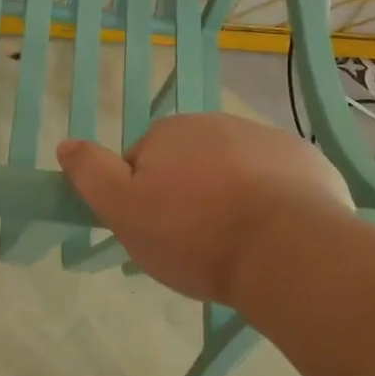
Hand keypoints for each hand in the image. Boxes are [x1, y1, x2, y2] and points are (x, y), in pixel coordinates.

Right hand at [56, 113, 353, 303]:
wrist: (289, 252)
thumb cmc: (195, 234)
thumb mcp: (125, 211)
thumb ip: (91, 174)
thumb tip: (66, 143)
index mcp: (171, 131)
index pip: (142, 161)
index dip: (143, 198)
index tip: (156, 232)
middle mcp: (218, 123)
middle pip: (189, 162)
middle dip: (188, 194)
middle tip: (194, 243)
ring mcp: (268, 139)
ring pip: (234, 170)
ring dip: (229, 196)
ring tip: (236, 243)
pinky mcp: (308, 163)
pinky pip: (278, 181)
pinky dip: (272, 200)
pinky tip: (273, 235)